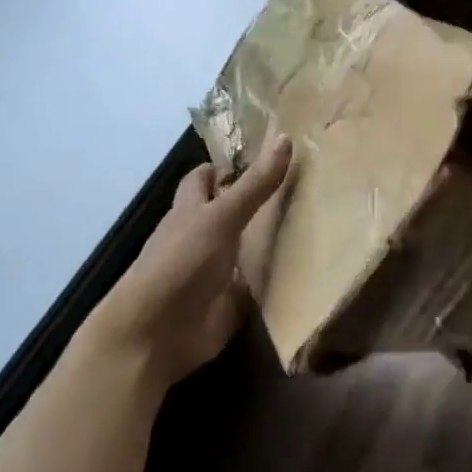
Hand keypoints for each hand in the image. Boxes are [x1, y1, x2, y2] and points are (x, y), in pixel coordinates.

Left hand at [87, 136, 295, 391]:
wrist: (155, 334)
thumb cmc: (181, 263)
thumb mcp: (221, 217)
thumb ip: (255, 184)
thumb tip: (286, 137)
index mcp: (191, 210)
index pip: (206, 178)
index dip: (228, 166)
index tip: (266, 156)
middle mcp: (202, 237)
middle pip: (229, 211)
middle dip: (257, 201)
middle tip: (302, 187)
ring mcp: (215, 271)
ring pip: (244, 247)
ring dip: (269, 239)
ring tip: (317, 222)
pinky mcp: (229, 302)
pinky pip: (255, 285)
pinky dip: (273, 278)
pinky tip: (306, 269)